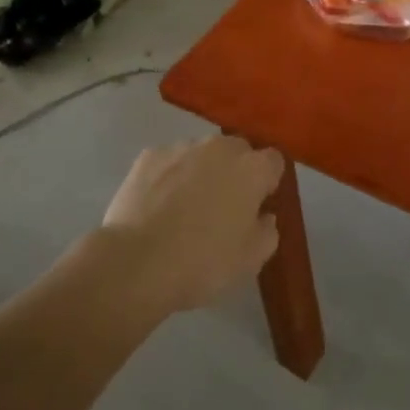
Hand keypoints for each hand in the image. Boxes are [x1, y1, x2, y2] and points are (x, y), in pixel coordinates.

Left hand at [101, 134, 285, 312]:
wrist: (136, 262)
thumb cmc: (202, 263)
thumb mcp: (250, 260)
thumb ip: (267, 231)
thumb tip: (264, 215)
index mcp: (252, 169)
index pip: (274, 161)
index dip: (267, 183)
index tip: (257, 206)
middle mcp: (220, 147)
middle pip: (237, 151)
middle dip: (235, 172)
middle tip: (222, 208)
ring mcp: (182, 147)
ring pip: (201, 154)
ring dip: (201, 173)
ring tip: (183, 209)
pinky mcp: (149, 155)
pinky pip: (168, 162)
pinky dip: (168, 177)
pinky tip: (157, 206)